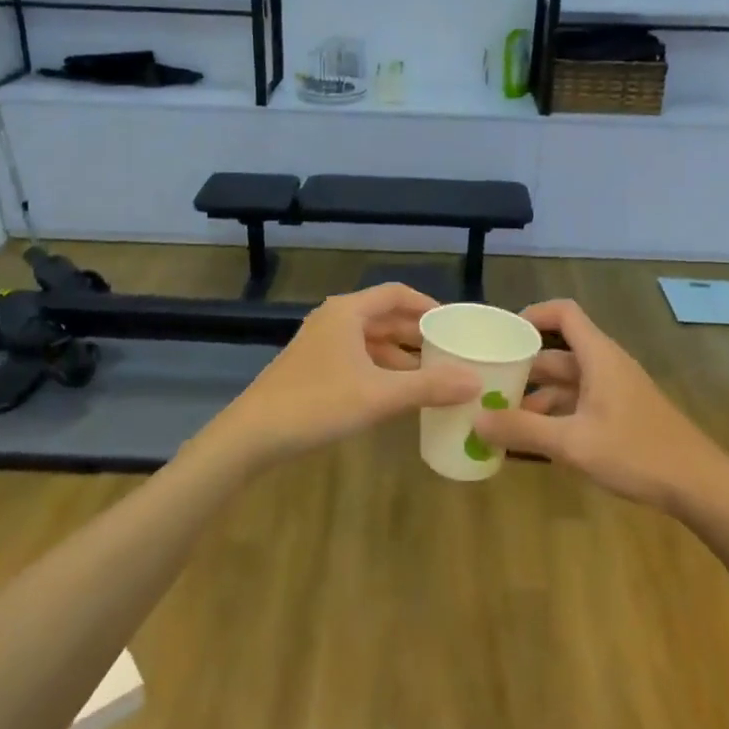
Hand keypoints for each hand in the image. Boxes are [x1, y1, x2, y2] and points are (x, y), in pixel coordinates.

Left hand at [210, 284, 481, 467]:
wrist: (253, 435)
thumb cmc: (317, 403)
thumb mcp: (379, 395)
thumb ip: (429, 387)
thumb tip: (475, 380)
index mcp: (348, 311)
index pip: (397, 294)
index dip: (428, 305)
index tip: (454, 323)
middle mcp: (334, 319)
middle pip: (385, 317)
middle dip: (417, 334)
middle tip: (450, 352)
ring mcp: (320, 344)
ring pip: (370, 340)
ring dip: (400, 355)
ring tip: (432, 375)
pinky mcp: (312, 368)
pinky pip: (357, 359)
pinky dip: (381, 369)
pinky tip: (396, 393)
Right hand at [472, 299, 728, 510]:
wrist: (700, 486)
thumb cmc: (637, 452)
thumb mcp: (573, 443)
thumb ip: (523, 430)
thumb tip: (476, 420)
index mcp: (598, 357)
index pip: (563, 313)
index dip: (531, 314)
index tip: (500, 335)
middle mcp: (605, 367)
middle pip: (557, 354)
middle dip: (522, 367)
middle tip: (485, 384)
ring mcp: (614, 393)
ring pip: (566, 384)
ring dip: (535, 398)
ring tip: (500, 419)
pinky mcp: (620, 417)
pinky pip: (578, 406)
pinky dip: (553, 417)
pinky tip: (531, 444)